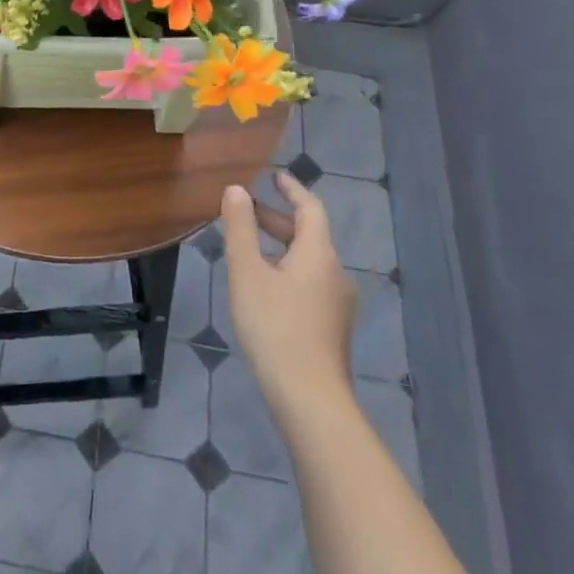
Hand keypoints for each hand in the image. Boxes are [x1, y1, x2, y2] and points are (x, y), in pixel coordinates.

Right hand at [220, 170, 357, 421]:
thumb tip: (236, 190)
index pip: (311, 208)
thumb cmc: (274, 327)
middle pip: (309, 234)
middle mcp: (335, 272)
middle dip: (278, 218)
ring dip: (281, 245)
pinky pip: (310, 282)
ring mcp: (337, 302)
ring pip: (309, 260)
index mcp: (318, 253)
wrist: (310, 399)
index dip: (293, 189)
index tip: (274, 175)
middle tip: (246, 210)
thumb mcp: (247, 273)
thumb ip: (240, 228)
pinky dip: (287, 269)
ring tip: (249, 248)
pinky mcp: (332, 326)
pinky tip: (264, 287)